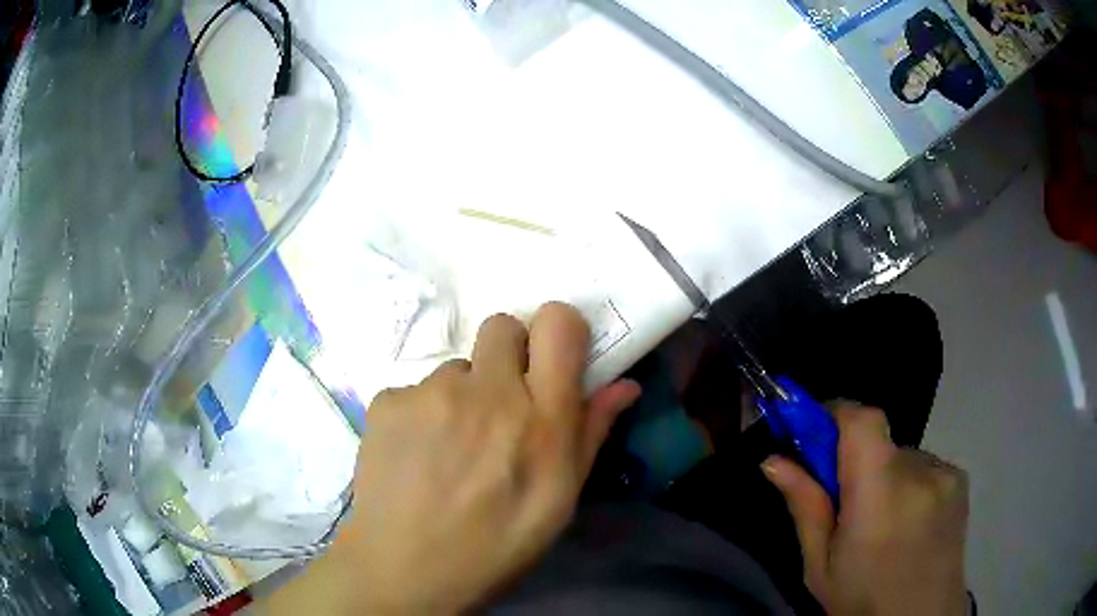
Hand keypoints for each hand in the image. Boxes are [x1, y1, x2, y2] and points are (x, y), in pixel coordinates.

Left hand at [273, 303, 640, 614]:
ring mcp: (430, 393)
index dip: (558, 329)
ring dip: (461, 395)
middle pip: (501, 326)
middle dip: (507, 354)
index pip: (557, 324)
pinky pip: (414, 391)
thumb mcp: (559, 501)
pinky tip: (416, 455)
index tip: (552, 357)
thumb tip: (623, 385)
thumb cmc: (497, 546)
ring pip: (455, 367)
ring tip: (451, 448)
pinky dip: (420, 414)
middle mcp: (487, 392)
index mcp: (540, 419)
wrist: (405, 571)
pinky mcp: (387, 402)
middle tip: (499, 403)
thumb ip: (591, 434)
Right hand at [762, 404, 968, 615]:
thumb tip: (773, 459)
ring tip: (883, 525)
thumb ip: (805, 506)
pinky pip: (924, 467)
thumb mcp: (819, 566)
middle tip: (845, 507)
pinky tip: (909, 523)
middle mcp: (918, 471)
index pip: (862, 419)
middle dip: (856, 463)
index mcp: (879, 492)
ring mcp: (944, 473)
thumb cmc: (862, 601)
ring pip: (901, 457)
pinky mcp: (959, 479)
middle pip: (879, 442)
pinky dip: (910, 485)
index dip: (835, 415)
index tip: (814, 436)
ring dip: (885, 478)